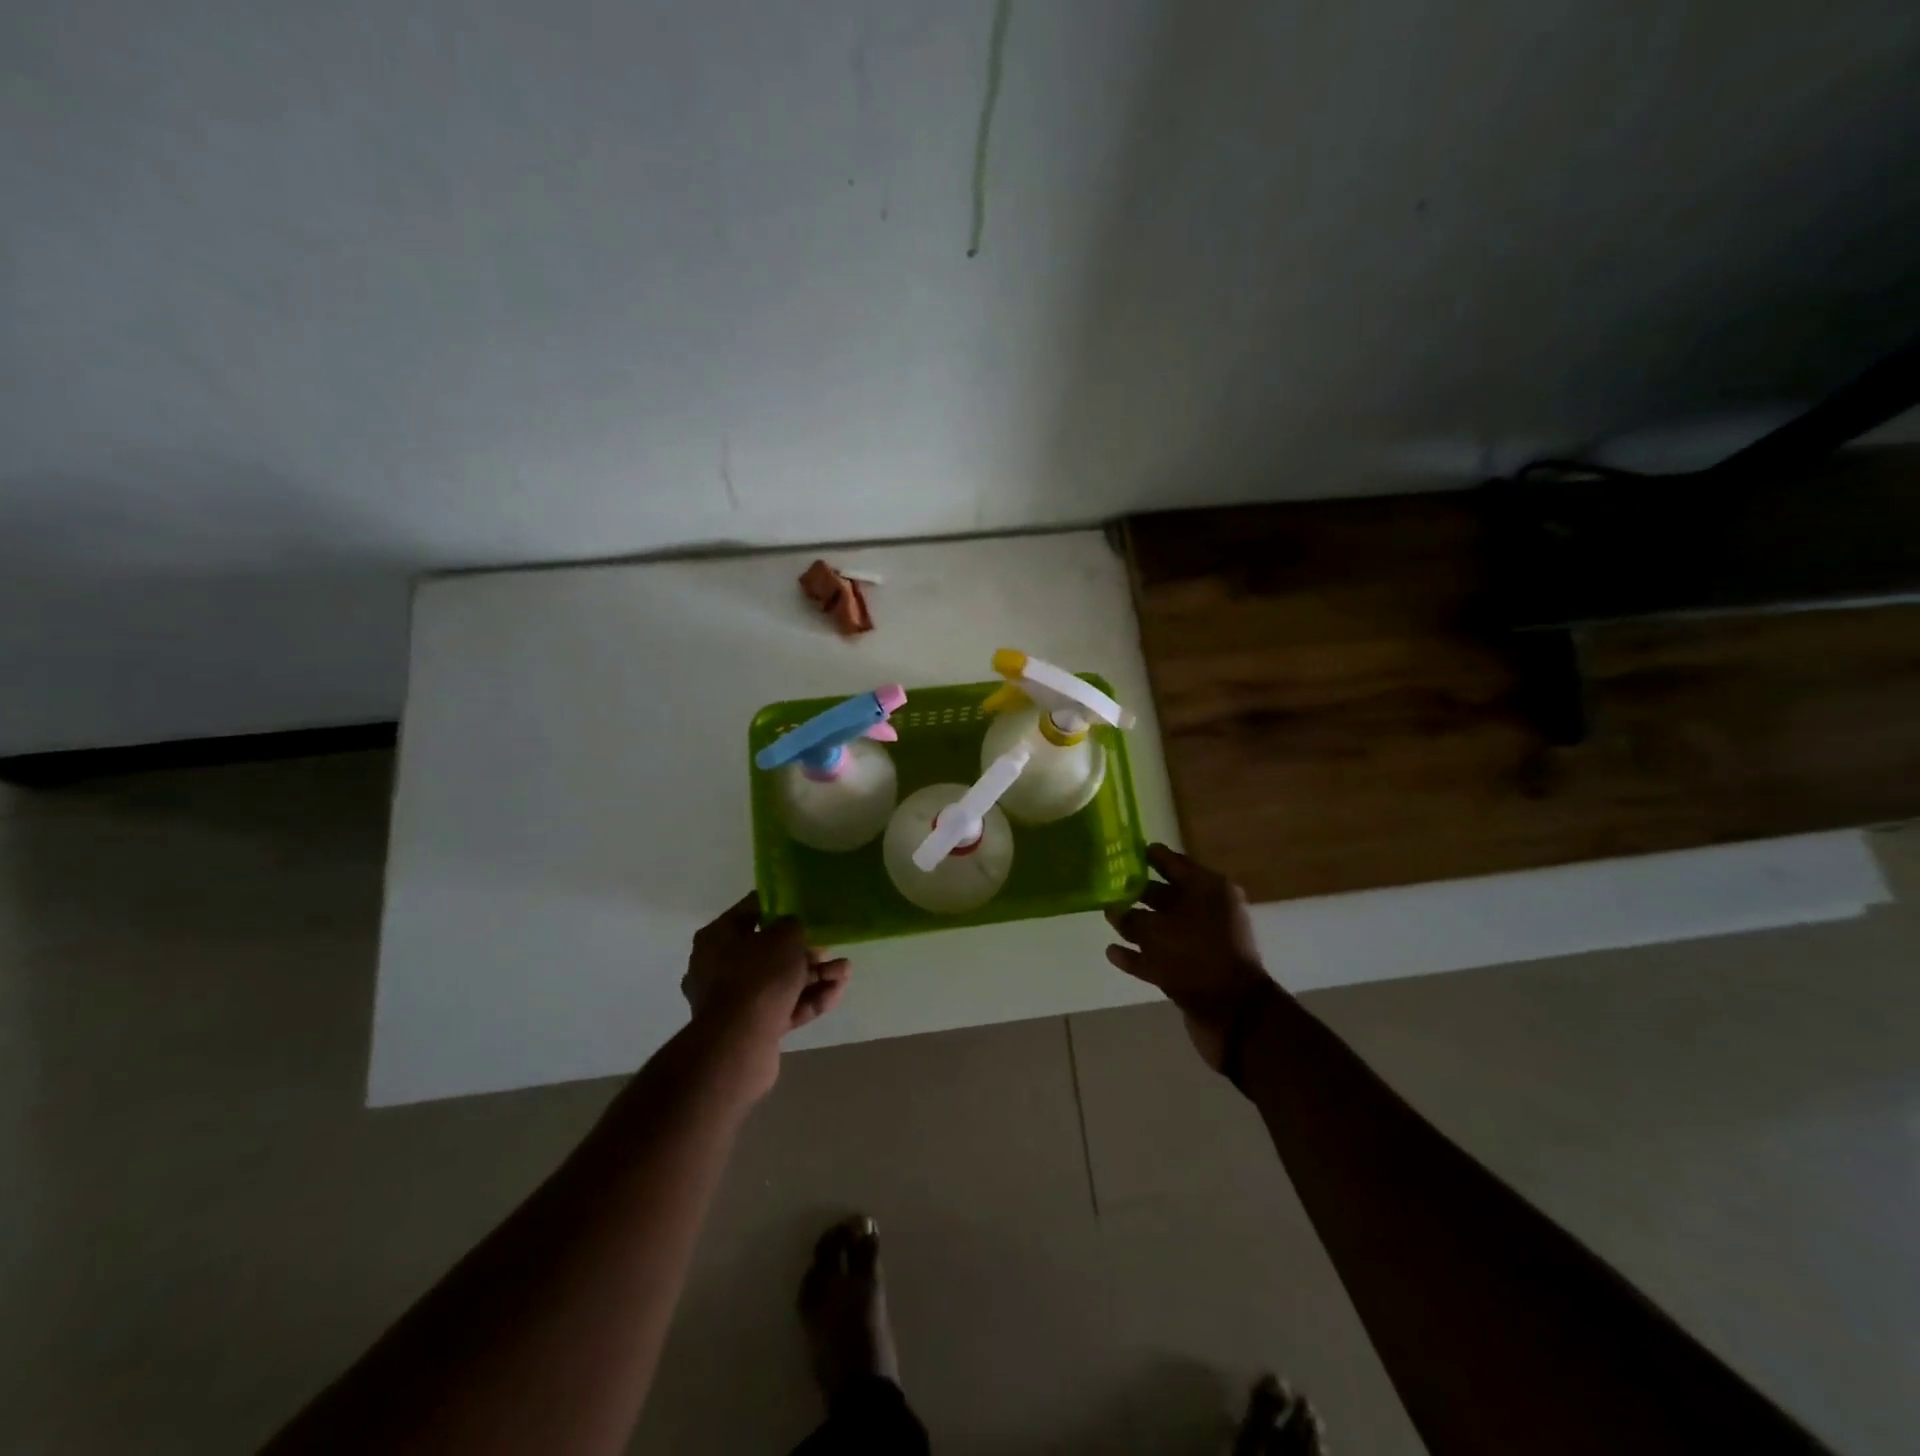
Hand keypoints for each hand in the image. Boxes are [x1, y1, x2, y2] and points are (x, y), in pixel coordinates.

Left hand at [682, 894, 850, 1097]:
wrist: (740, 1043)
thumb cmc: (759, 976)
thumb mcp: (785, 935)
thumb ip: (794, 925)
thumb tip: (793, 932)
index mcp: (717, 937)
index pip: (750, 911)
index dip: (779, 906)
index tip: (804, 907)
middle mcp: (718, 967)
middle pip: (769, 951)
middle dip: (805, 951)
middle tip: (831, 948)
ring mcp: (733, 1001)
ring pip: (780, 981)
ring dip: (814, 976)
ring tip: (845, 972)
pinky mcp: (749, 1029)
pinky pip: (782, 1007)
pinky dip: (808, 1000)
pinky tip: (836, 993)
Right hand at [1105, 844, 1276, 1072]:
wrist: (1234, 1014)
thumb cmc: (1195, 957)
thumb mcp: (1155, 931)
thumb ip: (1130, 918)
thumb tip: (1113, 910)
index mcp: (1208, 888)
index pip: (1172, 862)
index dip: (1147, 856)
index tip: (1122, 852)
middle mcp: (1209, 910)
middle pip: (1167, 894)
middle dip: (1138, 892)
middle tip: (1107, 886)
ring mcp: (1204, 942)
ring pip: (1165, 926)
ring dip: (1138, 925)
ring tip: (1108, 919)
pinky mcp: (1197, 970)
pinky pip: (1164, 955)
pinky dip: (1141, 954)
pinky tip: (1114, 954)